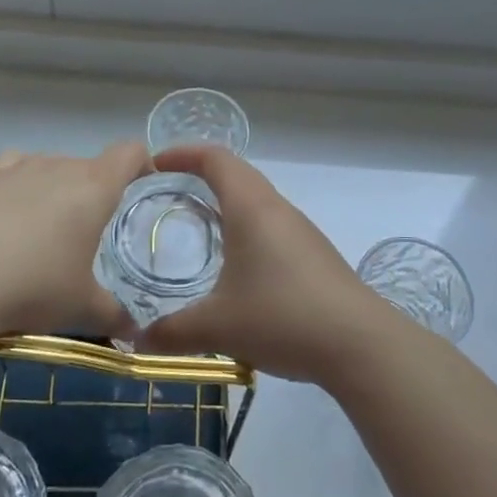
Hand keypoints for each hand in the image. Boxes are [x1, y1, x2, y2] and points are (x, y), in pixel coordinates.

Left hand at [0, 142, 149, 338]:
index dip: (142, 163)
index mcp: (94, 187)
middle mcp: (60, 166)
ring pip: (52, 165)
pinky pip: (13, 168)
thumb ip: (113, 315)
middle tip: (91, 232)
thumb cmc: (33, 285)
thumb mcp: (81, 308)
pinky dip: (20, 182)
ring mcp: (18, 169)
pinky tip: (12, 210)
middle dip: (97, 190)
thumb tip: (134, 332)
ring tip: (48, 229)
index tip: (144, 186)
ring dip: (58, 188)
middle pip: (89, 164)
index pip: (129, 152)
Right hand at [139, 146, 399, 384]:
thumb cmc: (282, 317)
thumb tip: (136, 340)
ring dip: (226, 201)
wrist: (360, 343)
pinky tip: (237, 264)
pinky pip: (271, 223)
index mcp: (251, 207)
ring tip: (198, 225)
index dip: (183, 153)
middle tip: (167, 192)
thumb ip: (172, 332)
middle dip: (200, 174)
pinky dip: (245, 226)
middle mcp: (276, 208)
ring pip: (257, 199)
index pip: (215, 159)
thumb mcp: (218, 327)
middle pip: (237, 172)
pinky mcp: (314, 254)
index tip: (154, 165)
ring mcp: (300, 230)